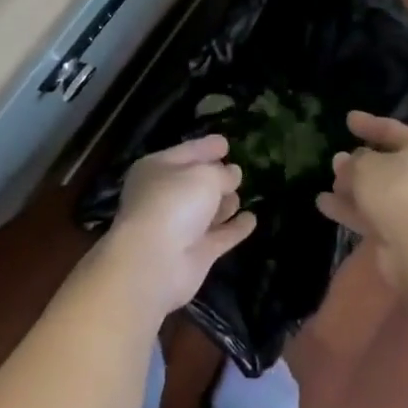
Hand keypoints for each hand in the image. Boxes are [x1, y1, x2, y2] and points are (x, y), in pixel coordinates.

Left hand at [104, 135, 256, 315]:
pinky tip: (252, 219)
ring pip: (206, 210)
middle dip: (216, 177)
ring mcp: (179, 227)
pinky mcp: (194, 254)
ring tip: (241, 195)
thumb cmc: (174, 203)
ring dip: (224, 203)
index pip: (187, 151)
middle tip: (237, 171)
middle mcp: (165, 196)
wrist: (155, 263)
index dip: (206, 147)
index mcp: (157, 169)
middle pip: (195, 182)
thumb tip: (232, 174)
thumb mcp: (205, 175)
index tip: (226, 143)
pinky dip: (234, 228)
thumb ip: (222, 173)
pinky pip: (220, 236)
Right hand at [316, 111, 407, 286]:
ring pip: (379, 193)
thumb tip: (344, 162)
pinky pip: (375, 215)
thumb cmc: (397, 190)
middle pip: (387, 165)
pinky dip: (352, 210)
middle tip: (336, 160)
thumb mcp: (366, 166)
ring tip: (326, 185)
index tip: (348, 119)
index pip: (393, 130)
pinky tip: (325, 205)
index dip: (369, 124)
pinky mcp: (405, 234)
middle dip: (359, 164)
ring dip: (352, 189)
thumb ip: (353, 162)